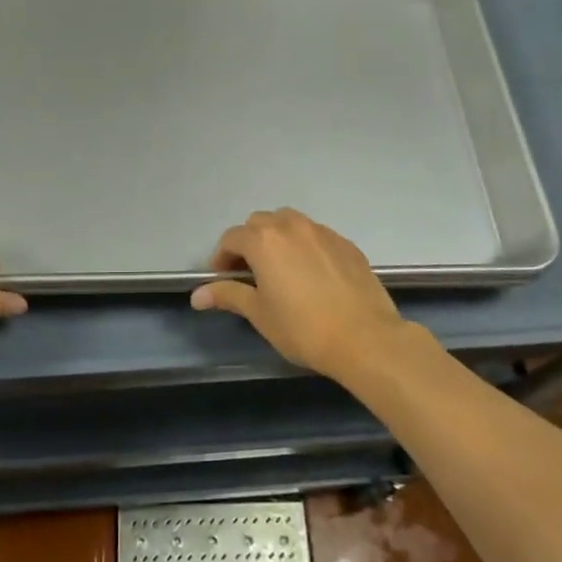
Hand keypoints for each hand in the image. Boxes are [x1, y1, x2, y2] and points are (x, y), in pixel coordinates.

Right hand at [190, 208, 413, 382]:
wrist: (365, 337)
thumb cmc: (303, 328)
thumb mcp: (259, 313)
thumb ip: (228, 295)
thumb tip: (197, 295)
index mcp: (264, 240)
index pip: (231, 238)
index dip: (221, 258)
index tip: (222, 279)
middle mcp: (291, 226)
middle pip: (260, 223)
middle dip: (249, 243)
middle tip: (249, 274)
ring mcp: (322, 232)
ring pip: (290, 223)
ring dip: (277, 238)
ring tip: (280, 269)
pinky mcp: (346, 243)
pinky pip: (316, 235)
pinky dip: (305, 246)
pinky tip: (311, 275)